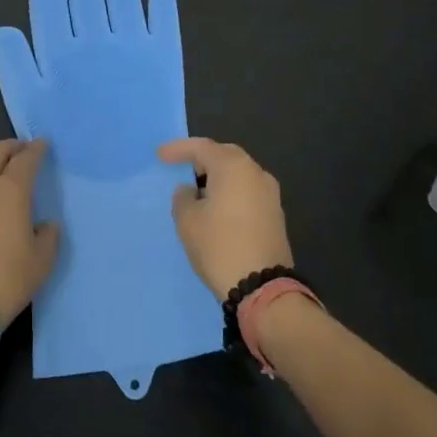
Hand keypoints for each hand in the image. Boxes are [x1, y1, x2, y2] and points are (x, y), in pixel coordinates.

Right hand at [160, 138, 292, 298]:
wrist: (263, 288)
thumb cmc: (219, 246)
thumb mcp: (187, 221)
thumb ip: (183, 198)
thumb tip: (190, 191)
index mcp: (233, 167)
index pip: (202, 147)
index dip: (179, 150)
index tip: (160, 156)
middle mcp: (256, 173)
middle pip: (225, 155)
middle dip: (202, 160)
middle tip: (183, 169)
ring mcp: (270, 194)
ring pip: (239, 174)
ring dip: (218, 178)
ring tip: (198, 192)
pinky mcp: (275, 214)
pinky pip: (247, 191)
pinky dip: (231, 193)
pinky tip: (218, 208)